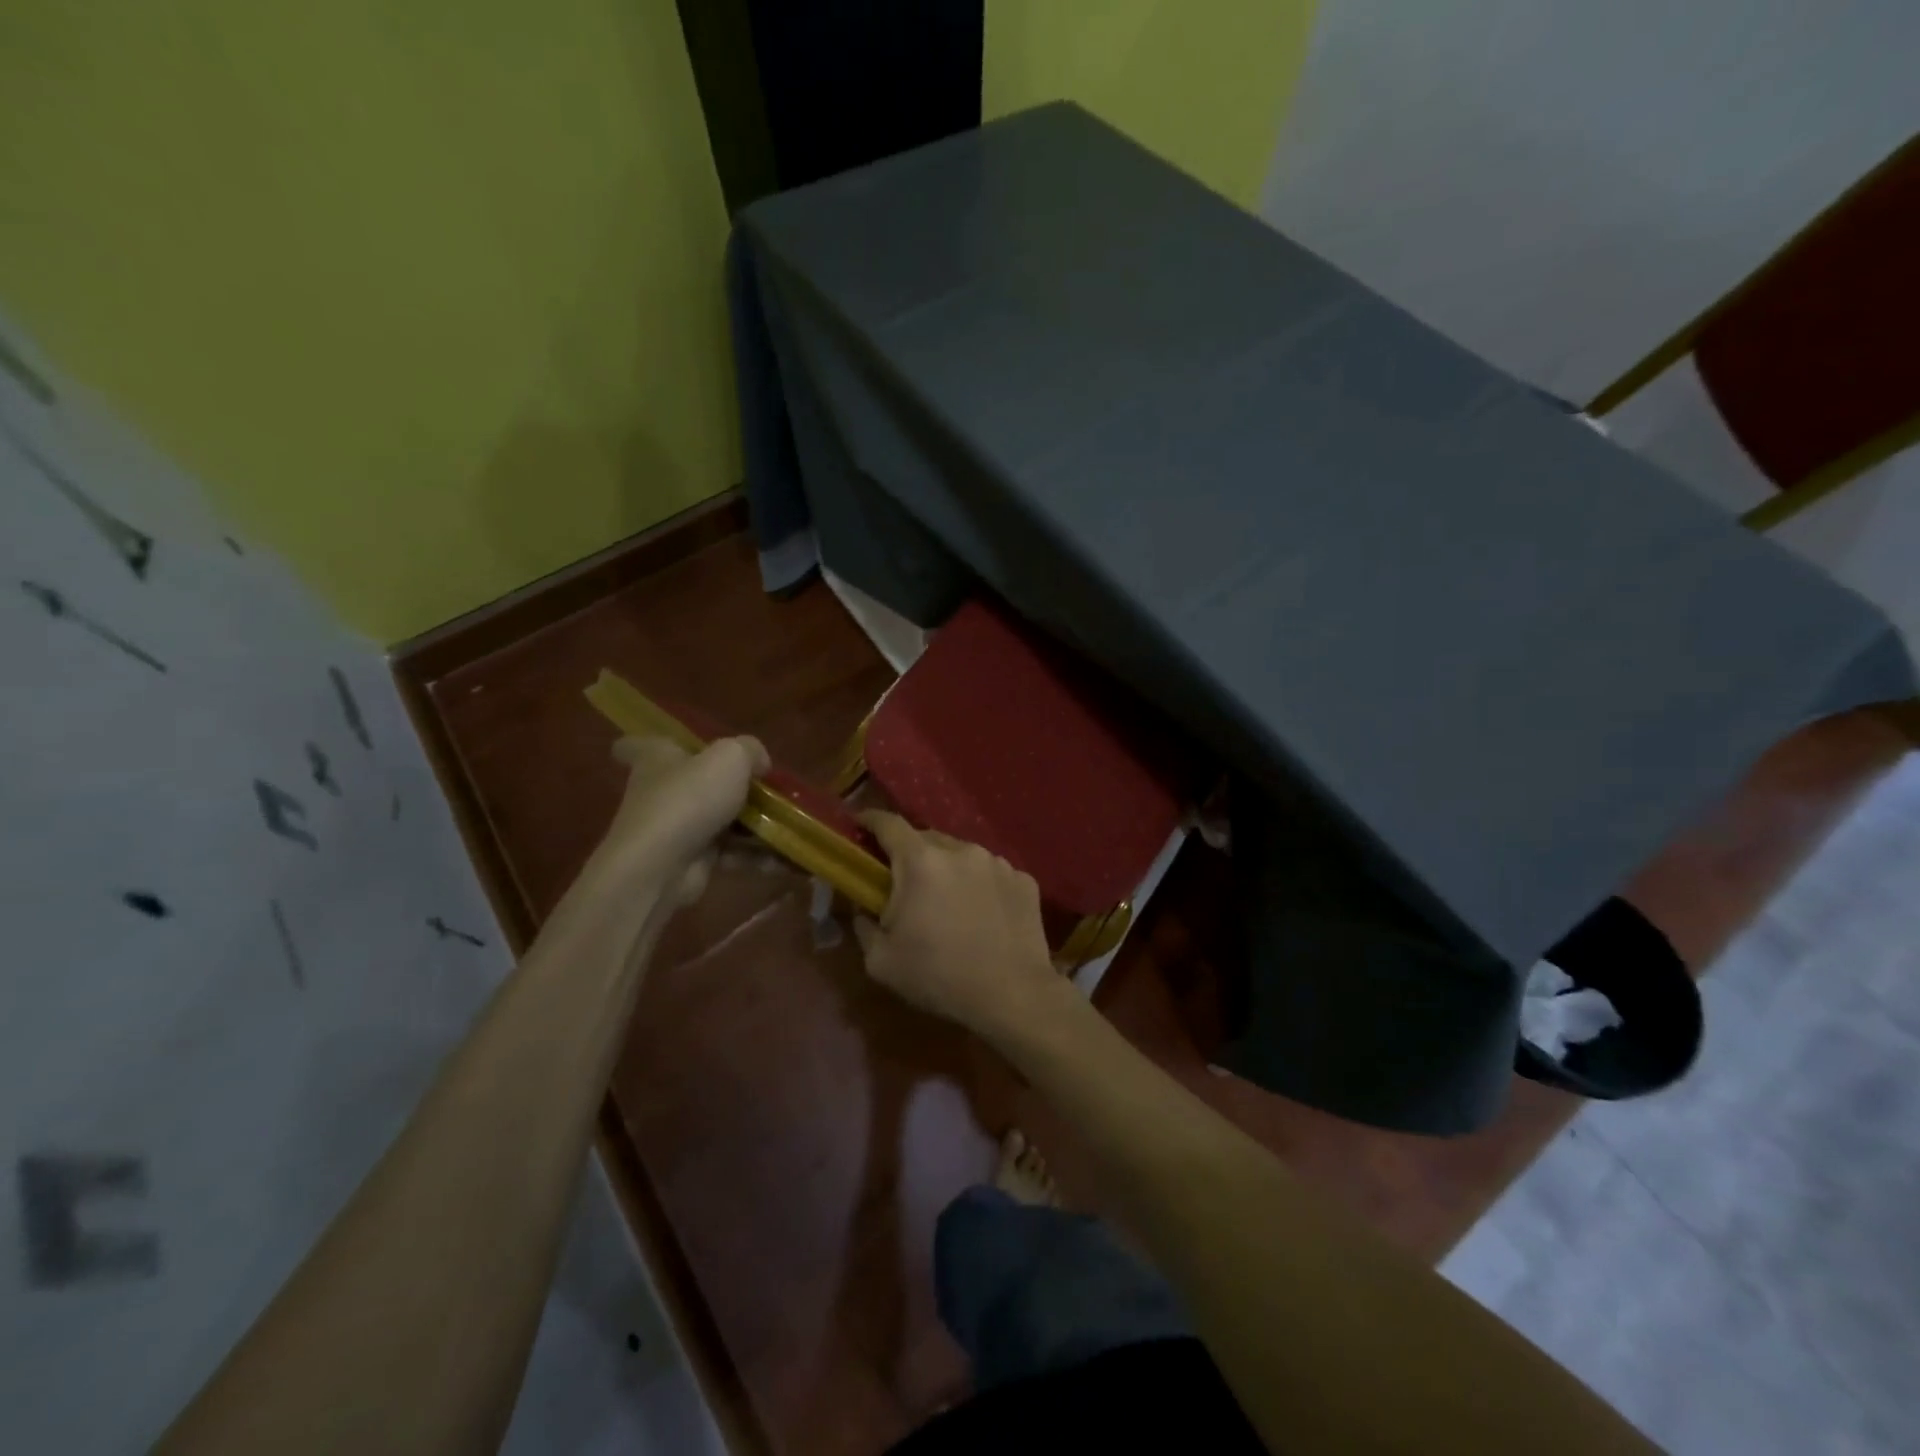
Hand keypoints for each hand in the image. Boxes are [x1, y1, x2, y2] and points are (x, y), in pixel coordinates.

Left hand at [591, 734, 769, 897]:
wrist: (661, 867)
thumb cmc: (689, 798)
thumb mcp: (730, 758)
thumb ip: (750, 751)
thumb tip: (760, 763)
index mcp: (657, 759)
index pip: (635, 745)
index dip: (650, 742)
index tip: (674, 746)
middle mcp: (661, 792)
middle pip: (694, 783)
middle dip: (730, 787)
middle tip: (766, 788)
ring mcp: (676, 830)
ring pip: (720, 821)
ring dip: (755, 826)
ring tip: (789, 825)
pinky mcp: (692, 861)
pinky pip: (731, 853)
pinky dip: (756, 856)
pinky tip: (785, 857)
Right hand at [853, 811, 1065, 1040]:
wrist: (1013, 995)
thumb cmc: (939, 977)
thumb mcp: (881, 960)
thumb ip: (862, 924)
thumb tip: (862, 907)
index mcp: (921, 861)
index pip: (888, 823)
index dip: (870, 821)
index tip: (859, 826)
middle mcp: (961, 850)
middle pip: (927, 839)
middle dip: (911, 855)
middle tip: (906, 884)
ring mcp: (997, 862)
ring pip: (962, 856)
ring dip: (949, 871)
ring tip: (949, 905)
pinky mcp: (1024, 880)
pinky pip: (992, 874)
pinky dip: (981, 887)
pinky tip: (983, 917)